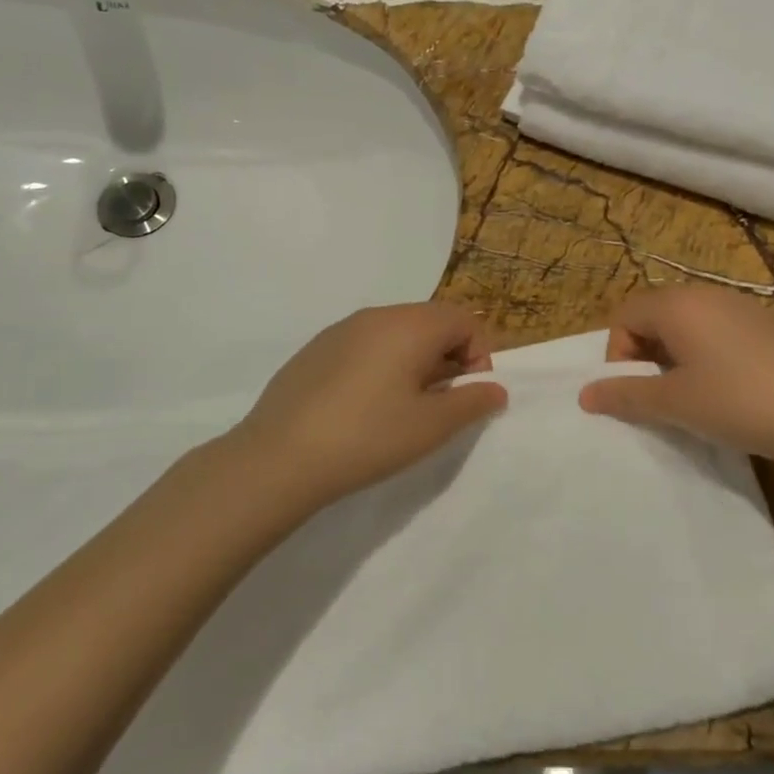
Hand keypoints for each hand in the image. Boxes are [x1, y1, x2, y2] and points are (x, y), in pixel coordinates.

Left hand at [225, 303, 507, 514]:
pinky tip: (363, 408)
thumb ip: (472, 402)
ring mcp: (340, 330)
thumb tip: (495, 388)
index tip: (468, 396)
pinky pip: (364, 345)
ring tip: (402, 409)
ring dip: (414, 362)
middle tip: (439, 405)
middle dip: (448, 358)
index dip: (479, 355)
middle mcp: (376, 316)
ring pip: (396, 333)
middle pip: (430, 322)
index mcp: (410, 325)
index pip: (464, 319)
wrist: (279, 457)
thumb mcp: (431, 426)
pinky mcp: (315, 349)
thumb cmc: (368, 438)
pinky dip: (380, 366)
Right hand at [579, 286, 773, 461]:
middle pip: (656, 314)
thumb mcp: (672, 403)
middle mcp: (707, 294)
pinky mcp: (770, 324)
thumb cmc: (735, 402)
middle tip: (661, 392)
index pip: (625, 315)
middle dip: (647, 351)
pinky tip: (732, 387)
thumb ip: (624, 395)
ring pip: (690, 322)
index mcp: (677, 305)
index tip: (635, 388)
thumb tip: (585, 395)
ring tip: (694, 392)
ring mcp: (743, 306)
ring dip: (678, 353)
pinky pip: (722, 329)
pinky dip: (710, 352)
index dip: (618, 353)